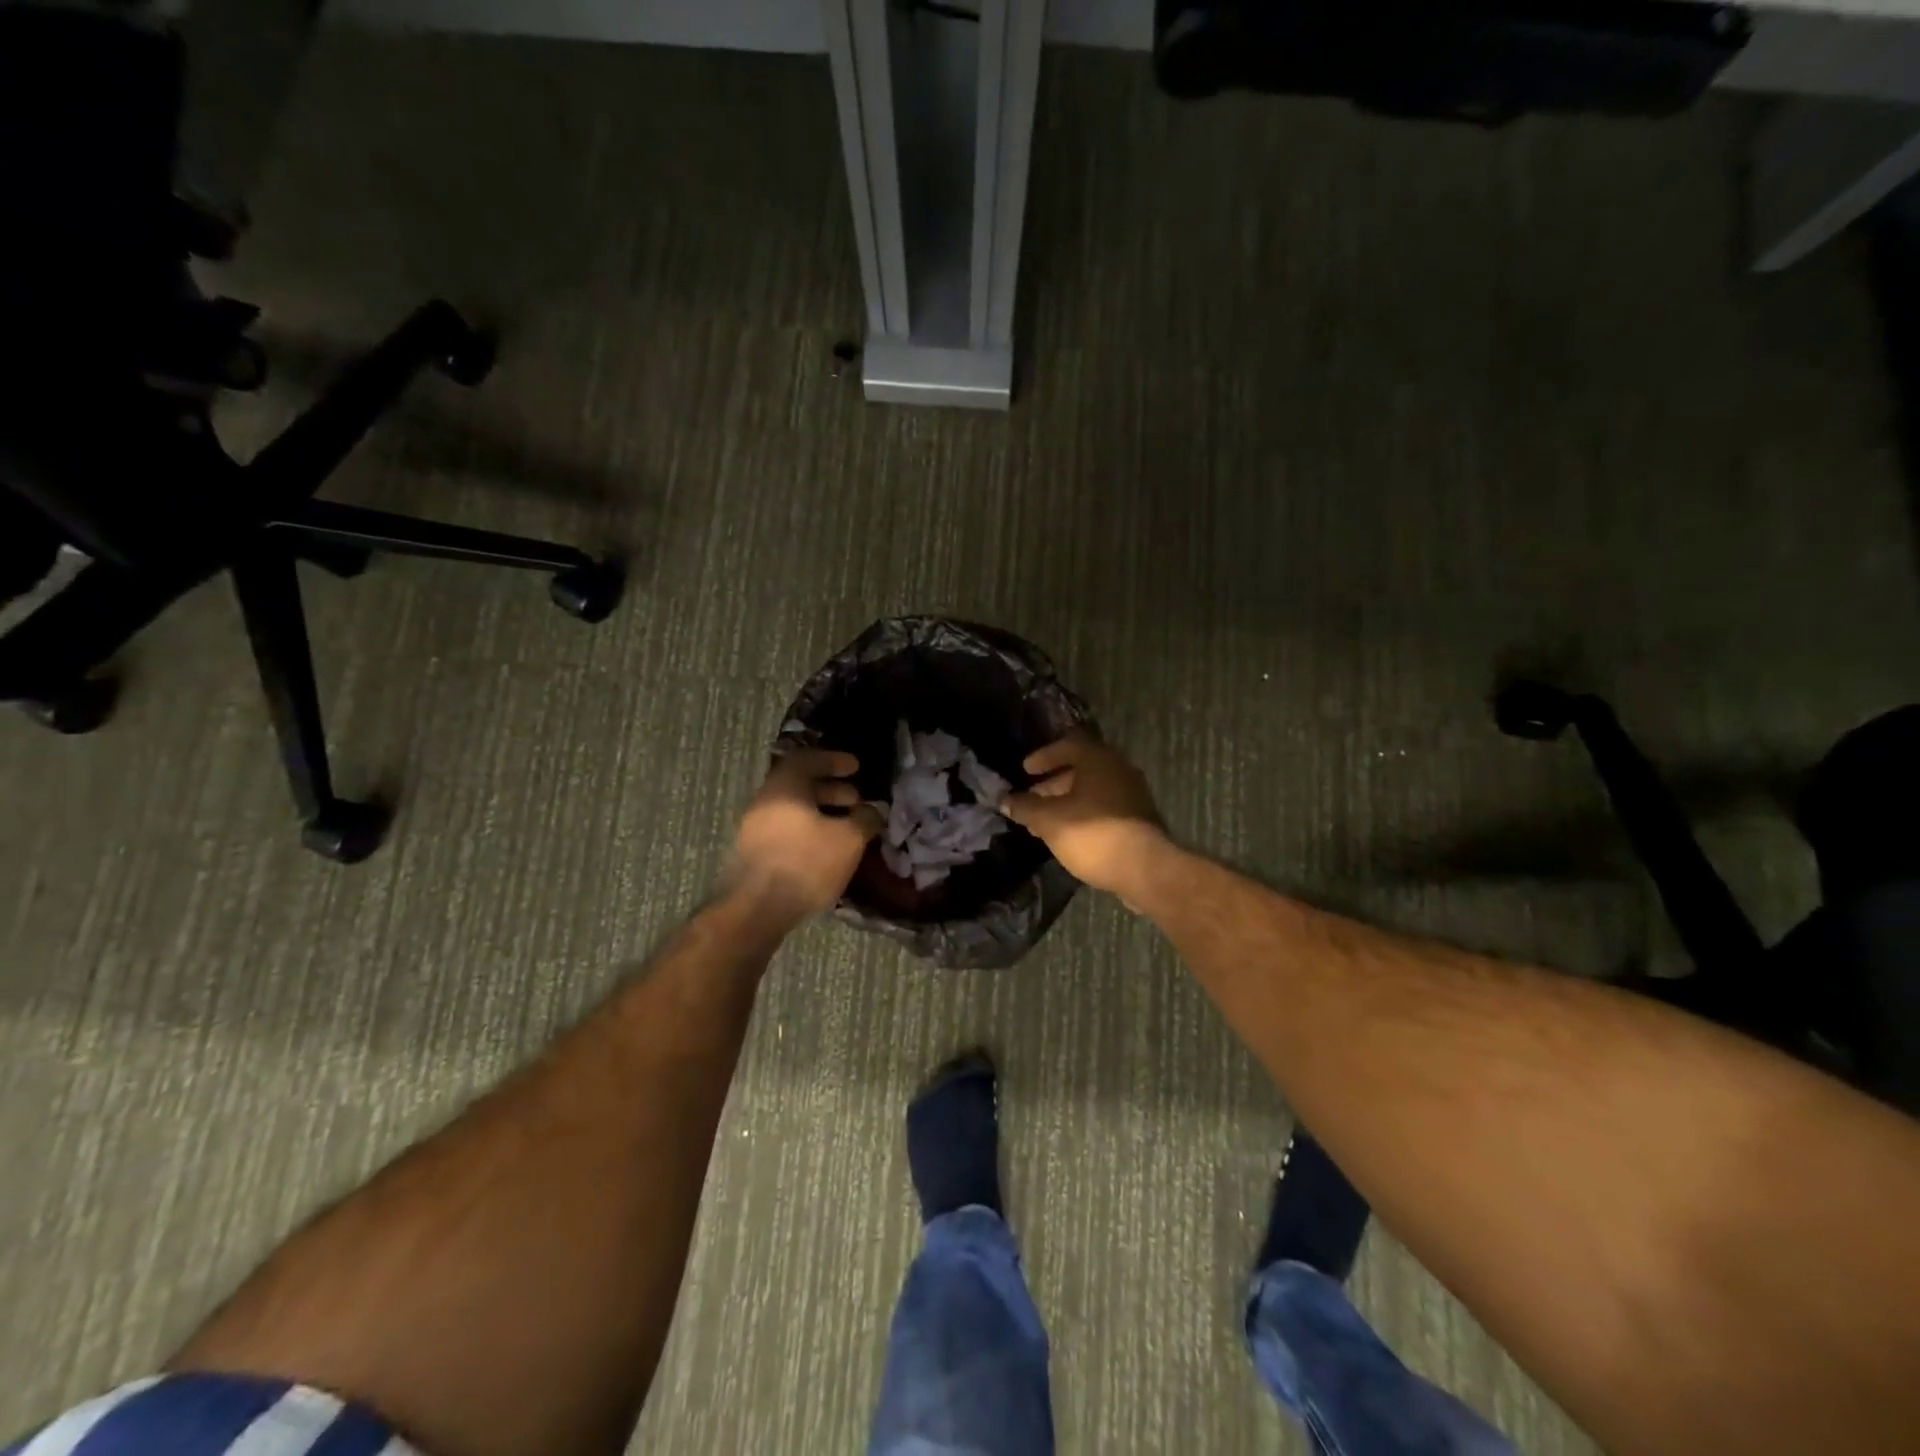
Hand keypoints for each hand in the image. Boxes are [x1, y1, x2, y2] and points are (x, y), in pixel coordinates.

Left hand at [730, 749, 880, 919]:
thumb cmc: (806, 862)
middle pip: (799, 785)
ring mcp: (754, 828)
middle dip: (831, 790)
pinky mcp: (753, 854)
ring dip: (821, 813)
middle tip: (856, 800)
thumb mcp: (848, 839)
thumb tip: (874, 809)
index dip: (834, 760)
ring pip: (792, 810)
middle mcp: (764, 801)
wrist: (757, 909)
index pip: (808, 759)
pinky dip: (808, 831)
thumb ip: (865, 818)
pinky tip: (827, 849)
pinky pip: (785, 830)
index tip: (856, 767)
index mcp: (784, 786)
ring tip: (846, 827)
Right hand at [1003, 734, 1168, 901]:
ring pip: (1092, 791)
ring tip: (1043, 822)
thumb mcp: (1049, 820)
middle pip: (1081, 768)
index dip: (1044, 756)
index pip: (1068, 745)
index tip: (1025, 771)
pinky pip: (1104, 807)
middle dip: (1052, 784)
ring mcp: (1132, 795)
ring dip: (1066, 802)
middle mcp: (1119, 770)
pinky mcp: (1138, 819)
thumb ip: (1026, 807)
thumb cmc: (1093, 834)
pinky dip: (1083, 814)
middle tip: (1031, 799)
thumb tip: (1006, 800)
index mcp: (1099, 760)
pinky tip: (1067, 834)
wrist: (1145, 869)